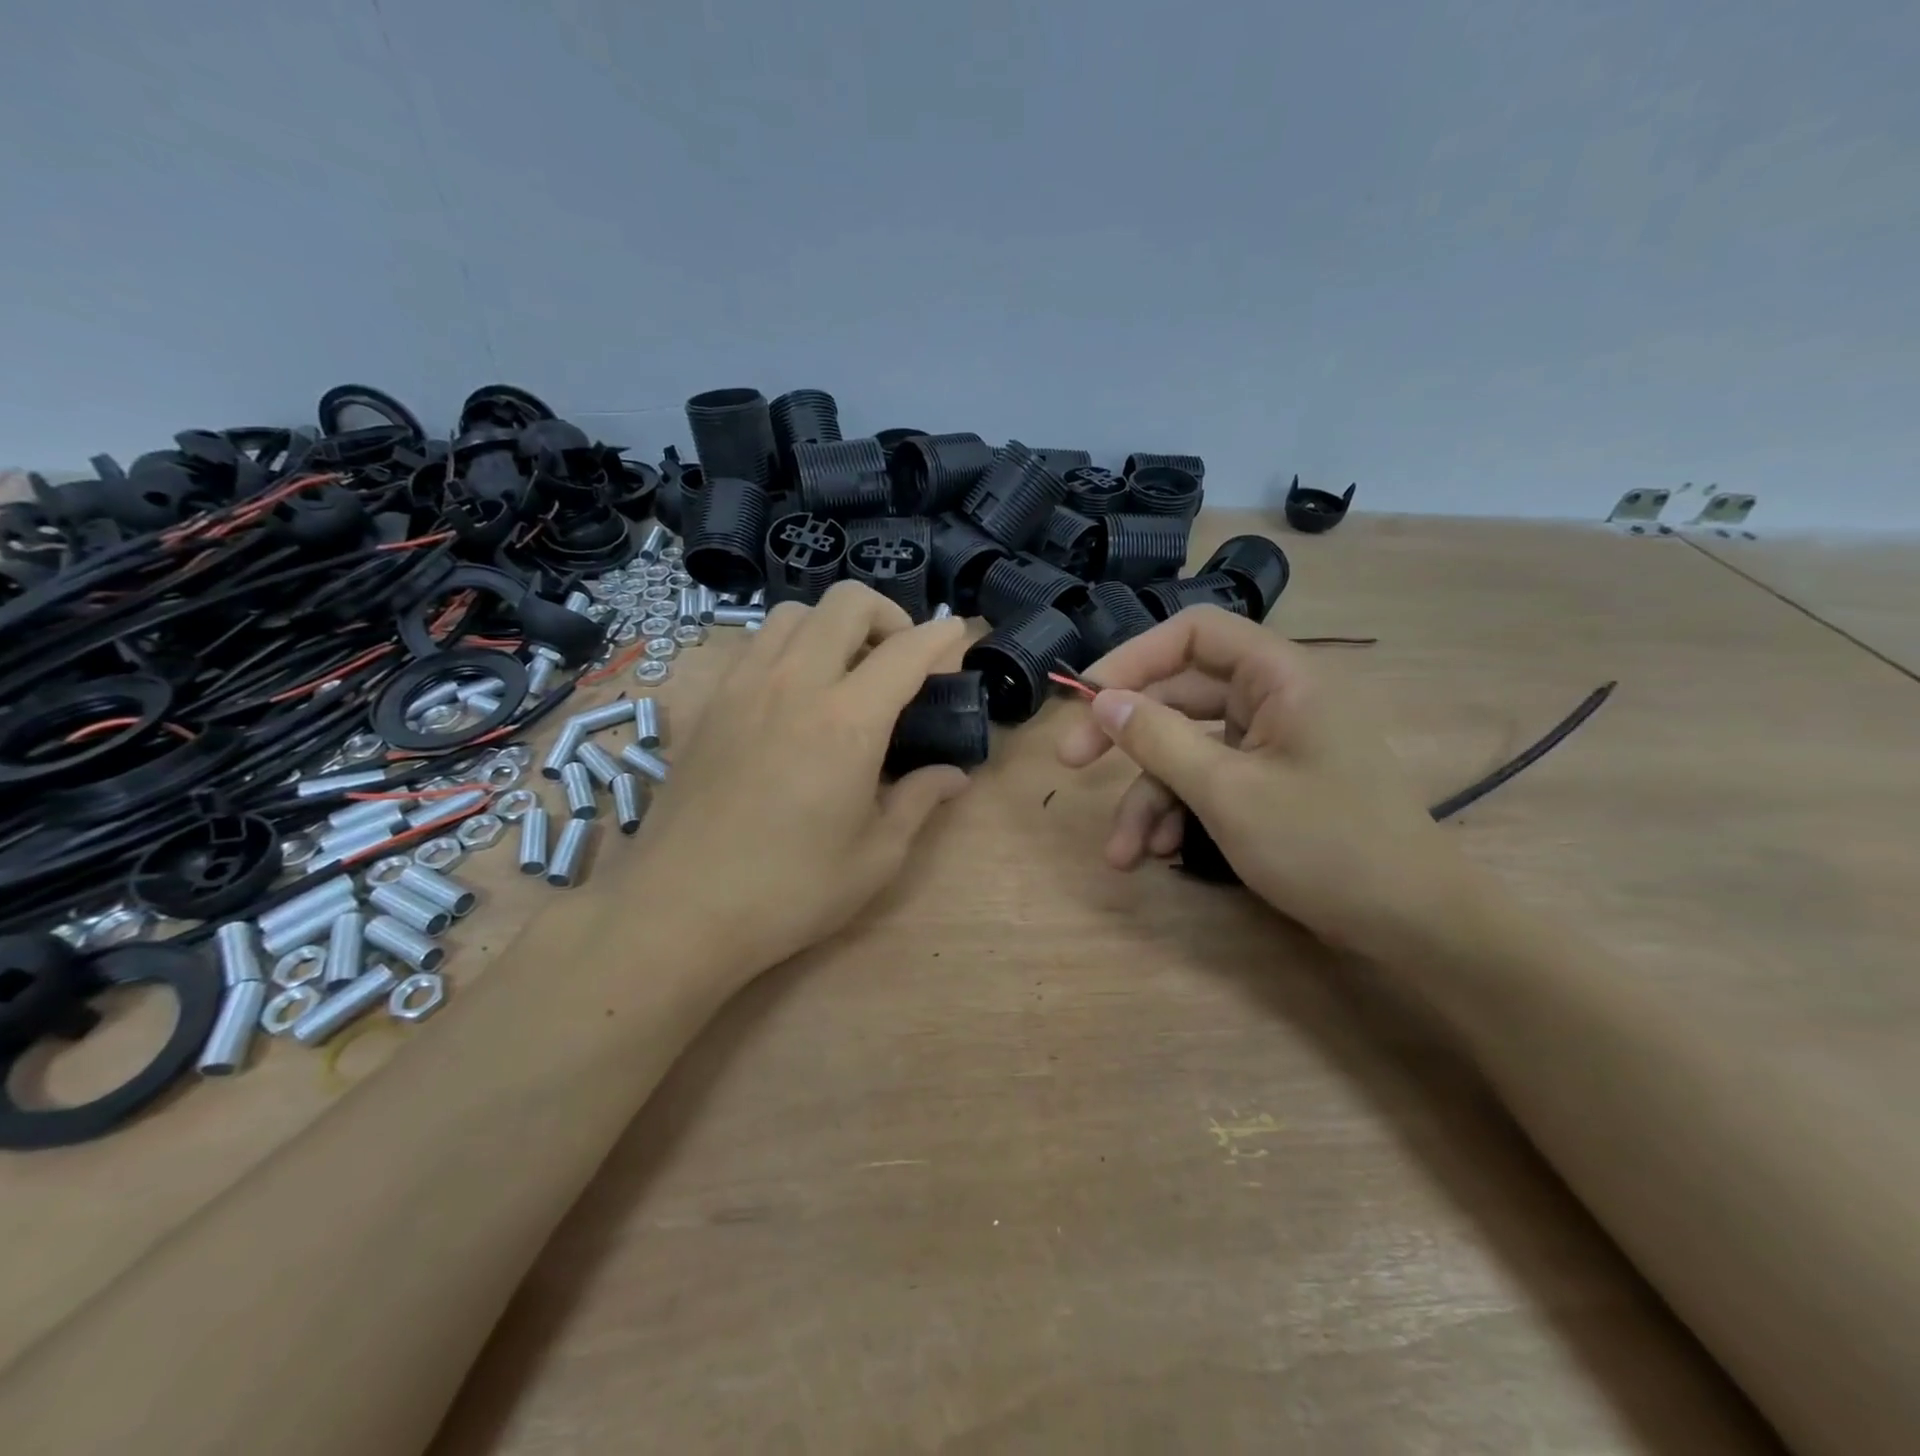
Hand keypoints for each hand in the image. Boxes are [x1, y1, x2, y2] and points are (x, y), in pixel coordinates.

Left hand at [635, 582, 969, 975]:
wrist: (680, 908)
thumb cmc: (790, 890)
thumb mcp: (875, 857)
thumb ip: (919, 801)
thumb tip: (953, 774)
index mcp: (848, 722)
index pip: (906, 651)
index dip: (942, 636)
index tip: (958, 637)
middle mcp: (796, 684)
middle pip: (847, 603)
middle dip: (888, 615)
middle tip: (900, 658)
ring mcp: (745, 686)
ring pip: (795, 612)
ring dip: (833, 625)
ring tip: (846, 670)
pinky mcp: (712, 702)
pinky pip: (757, 643)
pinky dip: (790, 644)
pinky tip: (795, 693)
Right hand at [1056, 605, 1471, 960]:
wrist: (1414, 926)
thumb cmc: (1325, 846)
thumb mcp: (1227, 792)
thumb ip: (1158, 739)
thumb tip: (1102, 699)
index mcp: (1281, 676)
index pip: (1193, 635)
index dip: (1133, 658)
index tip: (1086, 698)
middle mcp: (1277, 699)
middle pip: (1180, 695)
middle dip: (1126, 737)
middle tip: (1071, 764)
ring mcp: (1275, 744)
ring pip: (1188, 749)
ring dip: (1148, 796)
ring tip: (1122, 853)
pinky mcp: (1272, 784)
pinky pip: (1211, 780)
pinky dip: (1179, 812)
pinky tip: (1157, 854)